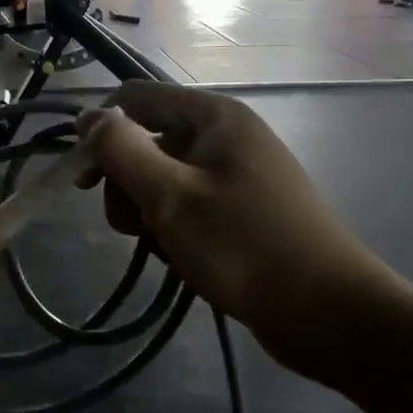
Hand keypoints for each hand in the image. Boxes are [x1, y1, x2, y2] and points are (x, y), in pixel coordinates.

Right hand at [81, 82, 403, 383]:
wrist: (329, 314)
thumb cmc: (244, 246)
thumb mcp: (170, 196)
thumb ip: (121, 151)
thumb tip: (88, 116)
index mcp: (214, 117)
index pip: (136, 99)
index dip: (102, 131)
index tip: (83, 180)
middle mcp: (225, 135)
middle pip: (147, 142)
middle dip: (127, 184)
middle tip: (135, 226)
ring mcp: (236, 174)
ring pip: (163, 179)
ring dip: (148, 213)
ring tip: (165, 248)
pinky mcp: (242, 209)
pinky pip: (188, 205)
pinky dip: (175, 229)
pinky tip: (183, 259)